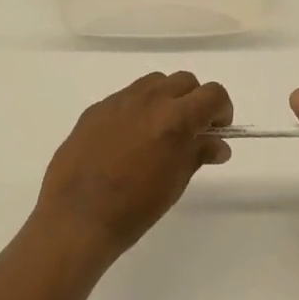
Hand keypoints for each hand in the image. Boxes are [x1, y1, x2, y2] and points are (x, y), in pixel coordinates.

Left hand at [33, 72, 233, 260]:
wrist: (77, 218)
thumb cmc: (135, 207)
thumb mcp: (176, 182)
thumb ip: (198, 153)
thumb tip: (218, 144)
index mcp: (174, 118)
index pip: (213, 94)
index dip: (221, 110)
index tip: (217, 130)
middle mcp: (148, 100)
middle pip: (184, 81)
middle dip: (194, 101)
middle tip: (191, 131)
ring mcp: (118, 101)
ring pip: (154, 82)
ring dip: (166, 99)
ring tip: (159, 131)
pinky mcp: (95, 109)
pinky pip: (126, 97)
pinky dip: (137, 109)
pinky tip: (127, 140)